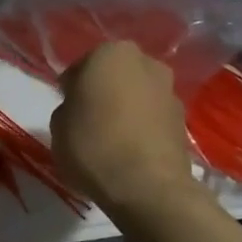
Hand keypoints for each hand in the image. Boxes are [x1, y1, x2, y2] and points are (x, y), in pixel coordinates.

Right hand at [50, 43, 196, 211]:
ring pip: (137, 94)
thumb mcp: (58, 125)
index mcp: (110, 54)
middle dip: (104, 92)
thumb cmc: (94, 146)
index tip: (67, 109)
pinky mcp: (184, 119)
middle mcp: (145, 62)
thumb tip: (80, 108)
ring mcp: (170, 90)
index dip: (71, 89)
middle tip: (89, 119)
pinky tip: (131, 150)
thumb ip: (68, 107)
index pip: (81, 67)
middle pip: (115, 75)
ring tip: (112, 138)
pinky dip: (143, 126)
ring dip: (126, 108)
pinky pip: (153, 116)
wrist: (148, 187)